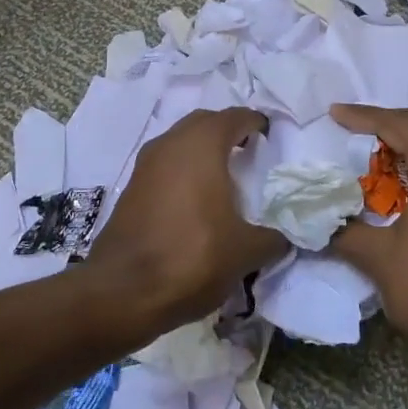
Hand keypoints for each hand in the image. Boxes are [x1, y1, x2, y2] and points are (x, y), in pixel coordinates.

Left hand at [87, 107, 286, 332]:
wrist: (121, 292)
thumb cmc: (191, 257)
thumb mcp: (245, 252)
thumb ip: (273, 238)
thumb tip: (286, 237)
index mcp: (202, 145)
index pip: (235, 117)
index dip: (256, 123)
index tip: (271, 139)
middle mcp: (170, 144)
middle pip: (204, 123)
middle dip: (228, 131)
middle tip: (250, 153)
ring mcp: (145, 165)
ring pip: (180, 143)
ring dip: (202, 151)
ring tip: (225, 178)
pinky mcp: (130, 189)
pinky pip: (165, 165)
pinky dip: (183, 171)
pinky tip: (196, 201)